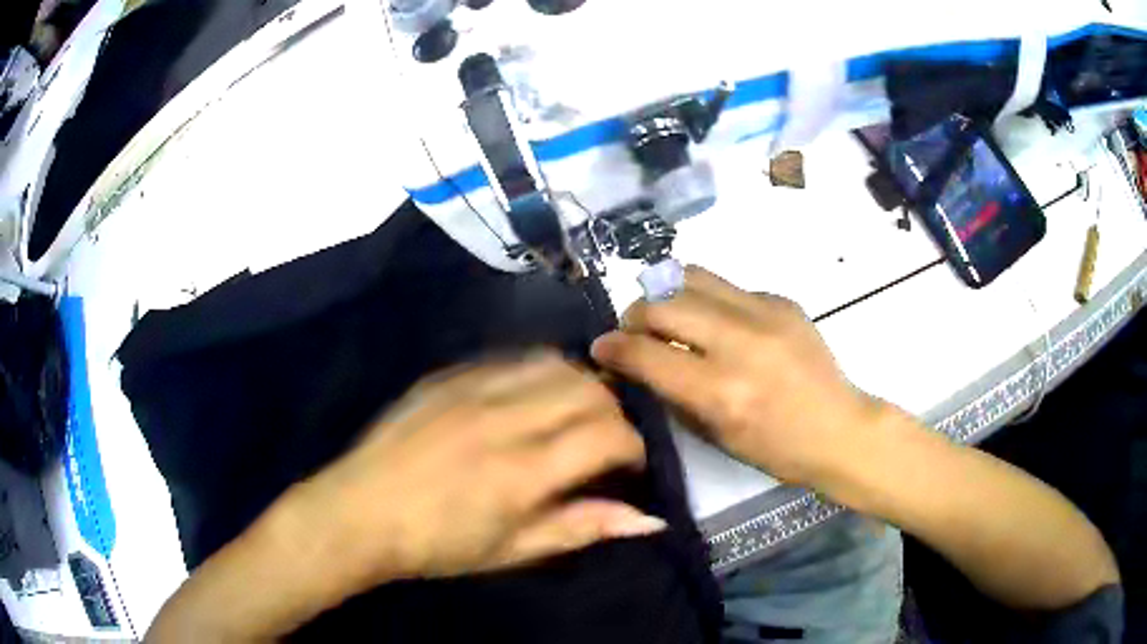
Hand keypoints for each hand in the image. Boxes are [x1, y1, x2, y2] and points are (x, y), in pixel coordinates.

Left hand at [296, 352, 663, 585]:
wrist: (359, 512)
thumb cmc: (437, 545)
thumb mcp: (513, 551)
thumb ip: (583, 528)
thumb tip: (651, 520)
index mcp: (522, 471)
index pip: (609, 434)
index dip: (634, 447)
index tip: (629, 466)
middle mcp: (503, 418)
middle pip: (589, 390)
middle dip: (613, 414)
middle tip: (604, 444)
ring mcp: (471, 388)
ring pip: (554, 363)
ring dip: (579, 387)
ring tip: (572, 417)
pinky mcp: (447, 376)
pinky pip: (511, 359)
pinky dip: (537, 375)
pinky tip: (528, 400)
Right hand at [592, 266, 885, 484]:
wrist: (838, 427)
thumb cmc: (775, 449)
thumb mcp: (714, 435)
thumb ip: (672, 394)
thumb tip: (638, 363)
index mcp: (719, 391)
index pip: (645, 353)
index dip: (612, 347)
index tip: (601, 348)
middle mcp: (738, 343)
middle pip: (662, 303)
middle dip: (634, 315)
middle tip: (635, 332)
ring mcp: (764, 313)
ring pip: (691, 277)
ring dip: (666, 295)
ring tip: (668, 315)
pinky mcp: (782, 299)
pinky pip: (727, 287)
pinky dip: (708, 301)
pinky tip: (718, 323)